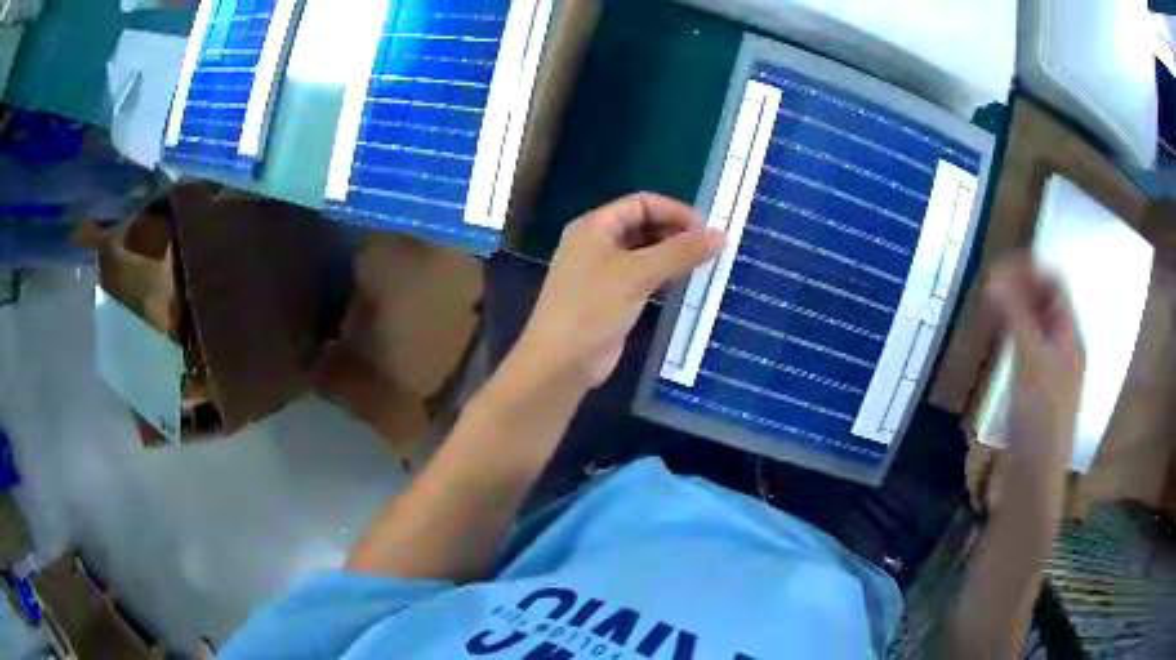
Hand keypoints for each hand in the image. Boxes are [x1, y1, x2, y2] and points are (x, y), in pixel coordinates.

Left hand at [513, 193, 724, 390]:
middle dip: (676, 235)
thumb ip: (680, 252)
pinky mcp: (610, 299)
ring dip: (672, 258)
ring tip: (705, 268)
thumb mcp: (638, 273)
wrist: (561, 362)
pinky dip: (663, 280)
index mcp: (595, 226)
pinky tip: (685, 289)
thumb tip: (720, 235)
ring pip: (644, 255)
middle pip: (643, 227)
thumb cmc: (593, 307)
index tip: (707, 229)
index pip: (641, 203)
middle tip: (710, 250)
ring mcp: (602, 273)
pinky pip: (642, 280)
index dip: (675, 211)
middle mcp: (596, 243)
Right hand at [984, 254, 1084, 470]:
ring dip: (1015, 310)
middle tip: (990, 289)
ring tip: (990, 310)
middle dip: (1020, 288)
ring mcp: (1052, 368)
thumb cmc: (1040, 417)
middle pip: (1046, 302)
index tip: (999, 269)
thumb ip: (1016, 317)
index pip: (1055, 284)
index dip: (1031, 270)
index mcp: (1070, 336)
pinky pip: (1028, 346)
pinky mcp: (1037, 388)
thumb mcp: (1030, 361)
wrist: (1035, 476)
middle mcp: (1064, 346)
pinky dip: (1013, 334)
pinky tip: (998, 340)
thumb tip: (993, 277)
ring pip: (1036, 324)